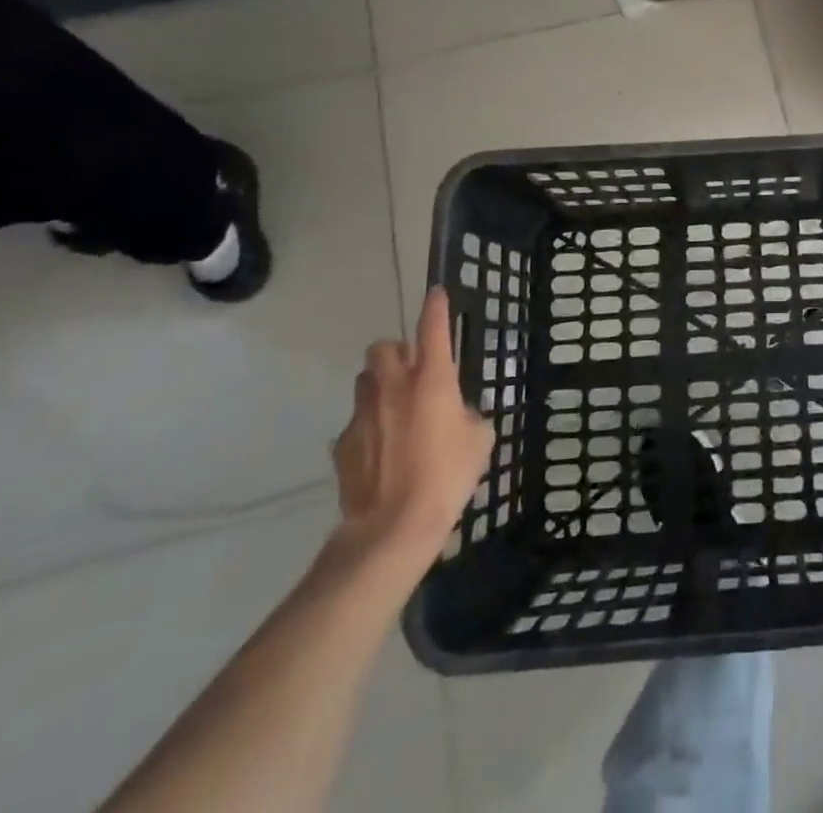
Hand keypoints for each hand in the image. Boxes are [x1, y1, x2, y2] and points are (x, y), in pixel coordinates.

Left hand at [332, 287, 493, 567]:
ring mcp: (362, 414)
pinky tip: (383, 452)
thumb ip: (468, 414)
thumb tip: (456, 414)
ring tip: (397, 411)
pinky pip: (357, 422)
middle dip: (396, 353)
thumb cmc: (447, 475)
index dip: (436, 307)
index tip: (437, 293)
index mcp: (432, 379)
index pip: (432, 328)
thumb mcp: (479, 440)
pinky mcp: (343, 444)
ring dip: (380, 386)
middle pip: (383, 348)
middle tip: (413, 372)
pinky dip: (370, 426)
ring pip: (365, 382)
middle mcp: (392, 386)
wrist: (392, 527)